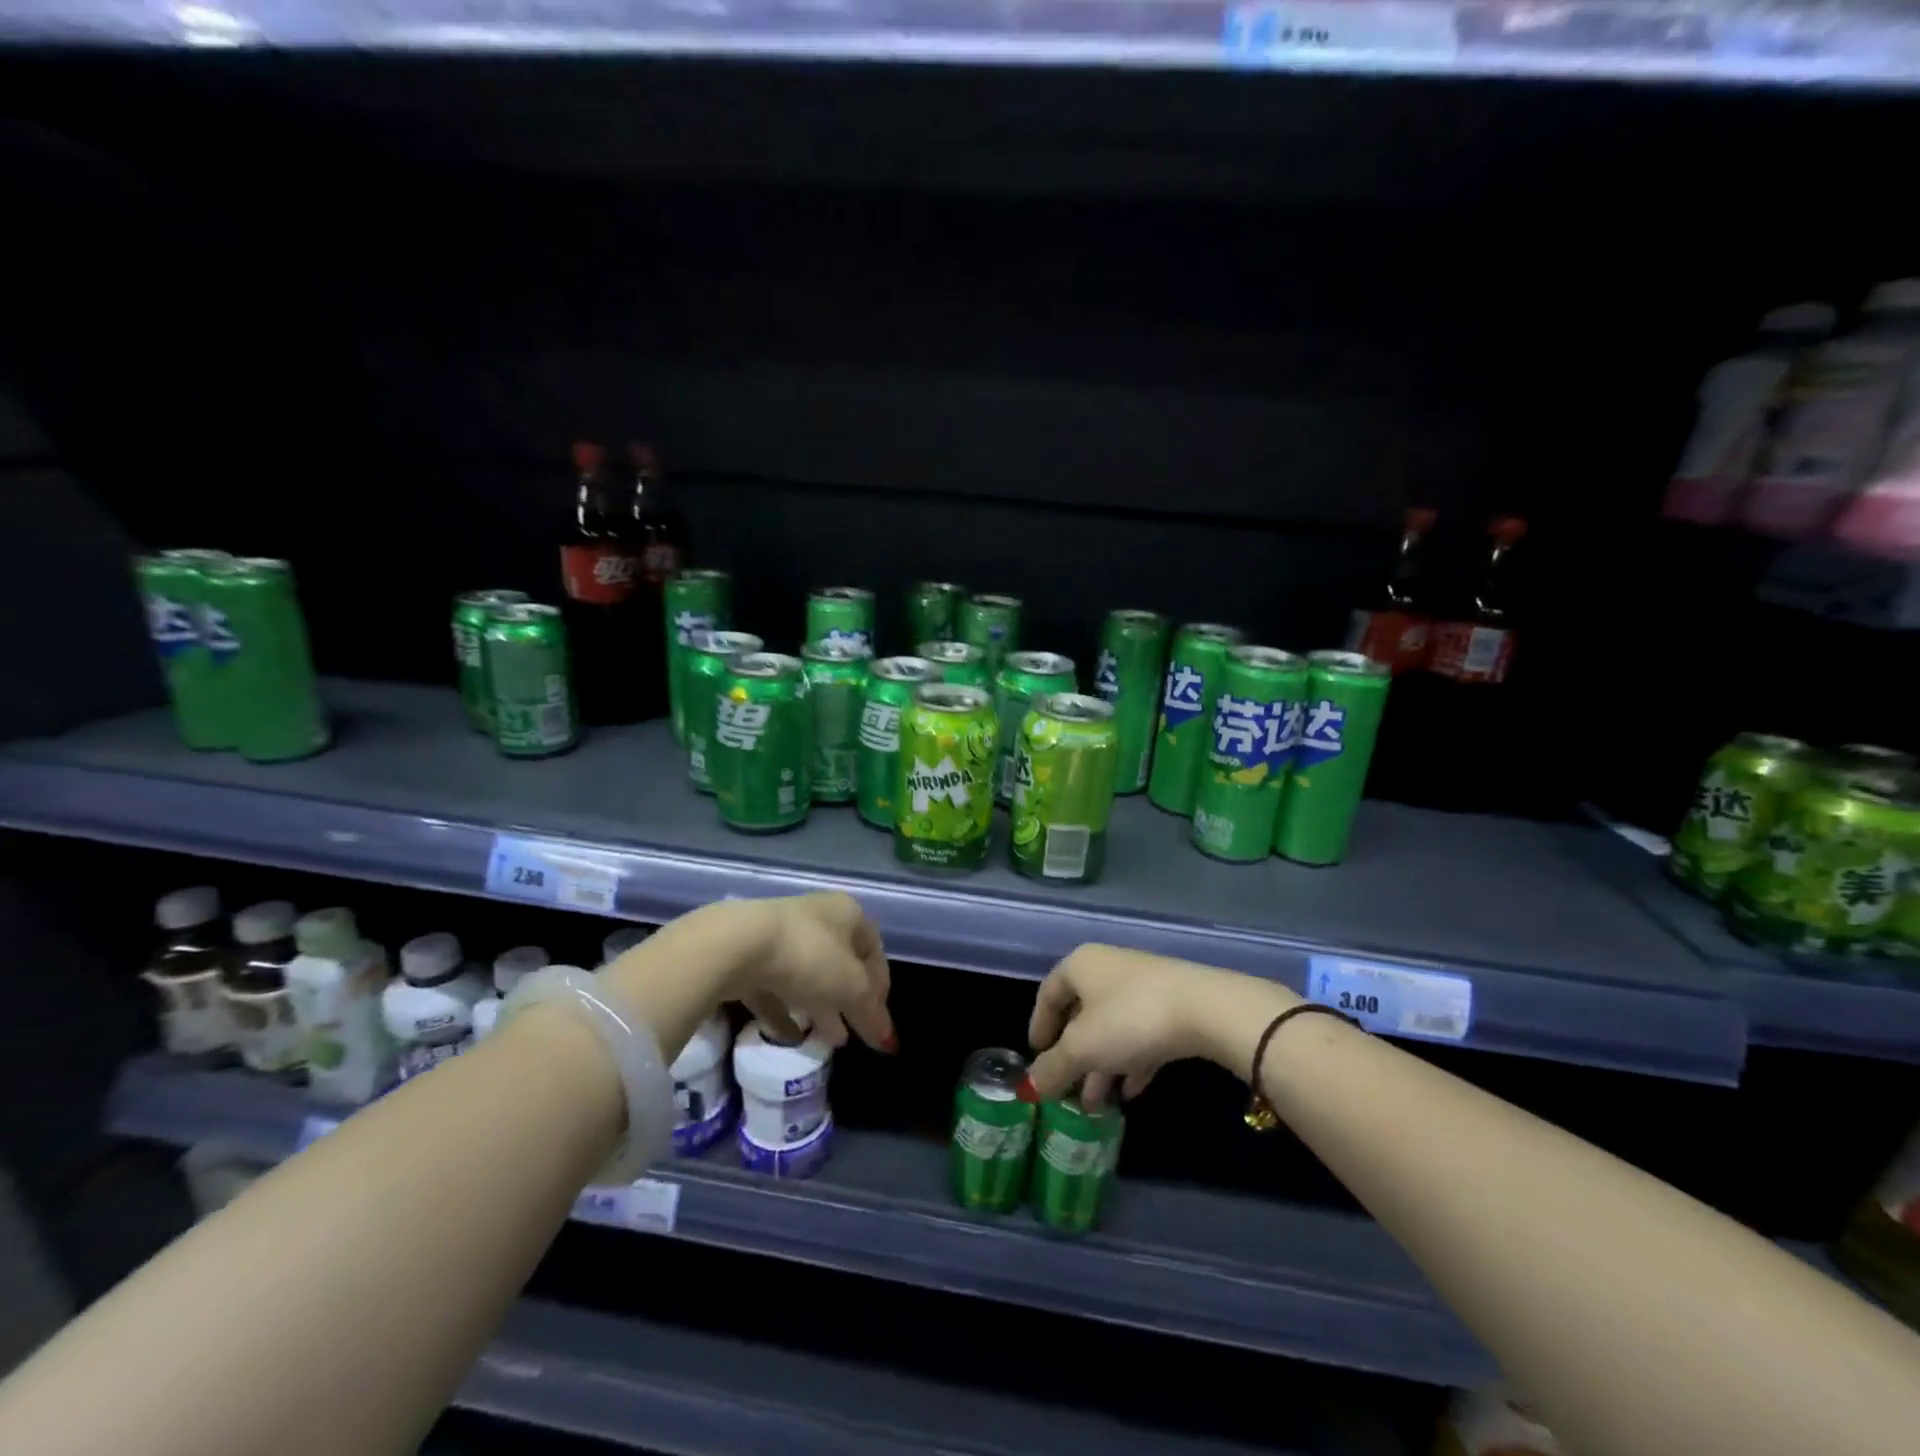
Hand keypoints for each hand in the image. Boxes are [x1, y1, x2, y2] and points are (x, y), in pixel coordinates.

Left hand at [726, 892, 894, 1052]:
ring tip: (828, 1042)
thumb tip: (888, 1041)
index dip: (881, 988)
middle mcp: (818, 917)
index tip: (879, 1021)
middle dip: (849, 1000)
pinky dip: (785, 1012)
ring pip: (808, 975)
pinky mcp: (750, 955)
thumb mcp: (851, 988)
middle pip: (841, 963)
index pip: (874, 950)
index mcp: (848, 914)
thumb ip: (871, 1014)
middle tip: (855, 1033)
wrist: (738, 945)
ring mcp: (781, 934)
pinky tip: (790, 1038)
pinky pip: (775, 987)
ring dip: (820, 1008)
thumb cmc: (809, 956)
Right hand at [1026, 945, 1271, 1107]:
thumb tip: (1029, 1086)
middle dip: (1073, 1058)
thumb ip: (1053, 1068)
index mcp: (1080, 965)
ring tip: (1097, 1106)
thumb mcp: (1082, 1048)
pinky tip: (1131, 1092)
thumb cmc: (1130, 1019)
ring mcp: (1143, 985)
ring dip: (1101, 1066)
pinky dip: (1131, 1061)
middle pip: (1081, 1014)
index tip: (1036, 1060)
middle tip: (1067, 1093)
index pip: (1048, 994)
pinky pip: (1141, 1034)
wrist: (1206, 1009)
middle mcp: (1108, 968)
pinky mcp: (1172, 1004)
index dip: (1038, 1028)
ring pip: (1112, 1028)